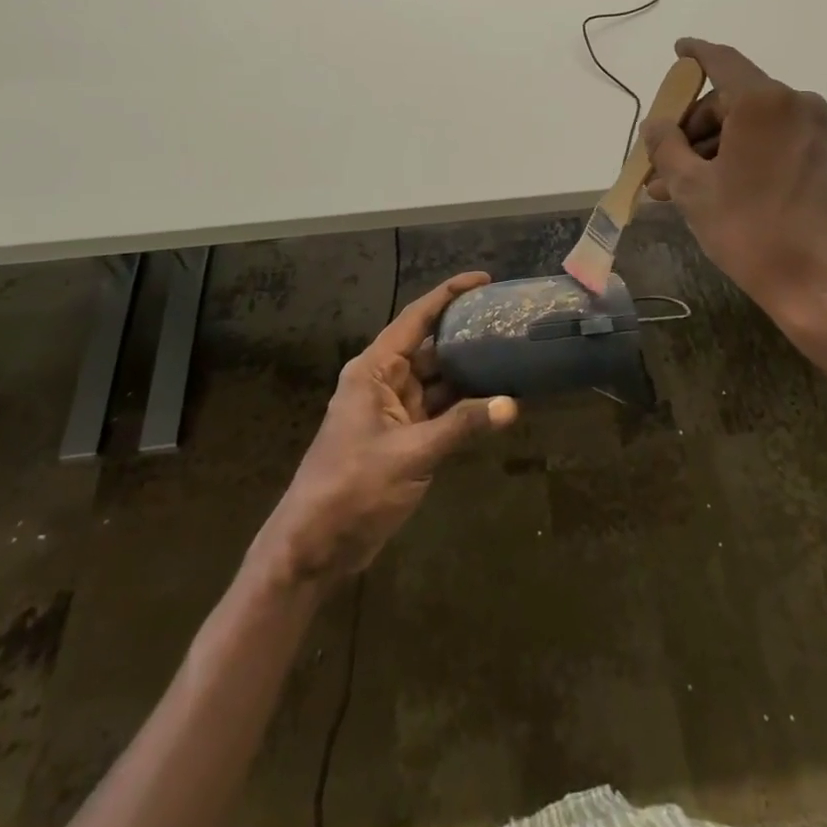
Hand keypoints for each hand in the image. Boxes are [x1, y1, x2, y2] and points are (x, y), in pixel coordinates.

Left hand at [250, 271, 516, 589]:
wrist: (314, 547)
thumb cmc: (352, 488)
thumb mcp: (410, 454)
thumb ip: (461, 426)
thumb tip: (512, 404)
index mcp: (374, 370)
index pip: (416, 319)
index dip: (448, 295)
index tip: (484, 279)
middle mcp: (384, 382)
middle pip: (430, 347)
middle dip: (466, 333)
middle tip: (508, 321)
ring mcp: (394, 412)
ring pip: (438, 380)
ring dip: (470, 372)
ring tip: (511, 354)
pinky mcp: (404, 440)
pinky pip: (439, 411)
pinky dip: (465, 407)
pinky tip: (496, 402)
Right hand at [642, 38, 826, 324]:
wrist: (819, 284)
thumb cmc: (749, 229)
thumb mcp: (691, 187)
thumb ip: (666, 145)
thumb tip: (656, 124)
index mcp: (763, 101)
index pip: (721, 60)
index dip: (694, 54)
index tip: (677, 50)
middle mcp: (793, 104)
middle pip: (728, 99)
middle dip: (690, 127)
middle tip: (658, 161)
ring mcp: (811, 130)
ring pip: (745, 125)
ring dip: (708, 148)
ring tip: (671, 187)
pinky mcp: (818, 155)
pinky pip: (766, 141)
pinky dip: (735, 156)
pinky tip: (705, 188)